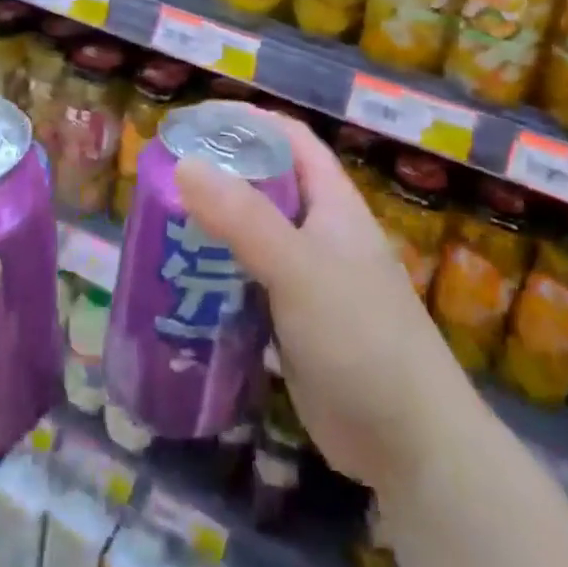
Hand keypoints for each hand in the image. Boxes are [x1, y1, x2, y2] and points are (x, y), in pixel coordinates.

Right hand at [176, 115, 471, 496]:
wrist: (409, 444)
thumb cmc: (360, 335)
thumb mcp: (299, 267)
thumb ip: (243, 219)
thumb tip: (185, 164)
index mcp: (332, 203)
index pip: (291, 140)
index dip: (250, 122)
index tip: (198, 122)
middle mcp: (319, 234)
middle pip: (266, 188)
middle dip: (220, 178)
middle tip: (164, 178)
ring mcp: (306, 281)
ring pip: (252, 240)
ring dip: (212, 232)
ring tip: (159, 227)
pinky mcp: (291, 325)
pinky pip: (247, 288)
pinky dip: (216, 281)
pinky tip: (180, 287)